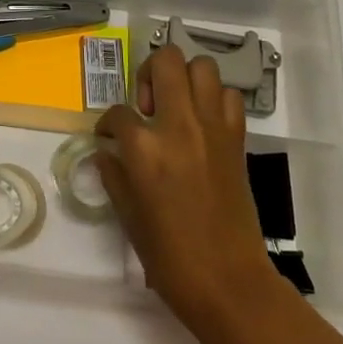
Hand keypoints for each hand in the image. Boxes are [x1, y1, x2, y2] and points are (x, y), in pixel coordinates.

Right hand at [95, 45, 279, 332]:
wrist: (228, 281)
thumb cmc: (169, 256)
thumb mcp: (128, 215)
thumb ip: (114, 174)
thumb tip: (106, 152)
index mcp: (144, 148)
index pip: (117, 112)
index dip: (108, 124)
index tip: (109, 138)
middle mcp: (179, 125)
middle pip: (165, 61)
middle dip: (148, 73)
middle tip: (146, 104)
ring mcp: (212, 128)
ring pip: (202, 67)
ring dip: (184, 78)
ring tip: (175, 106)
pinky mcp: (236, 139)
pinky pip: (229, 97)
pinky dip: (215, 99)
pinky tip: (203, 123)